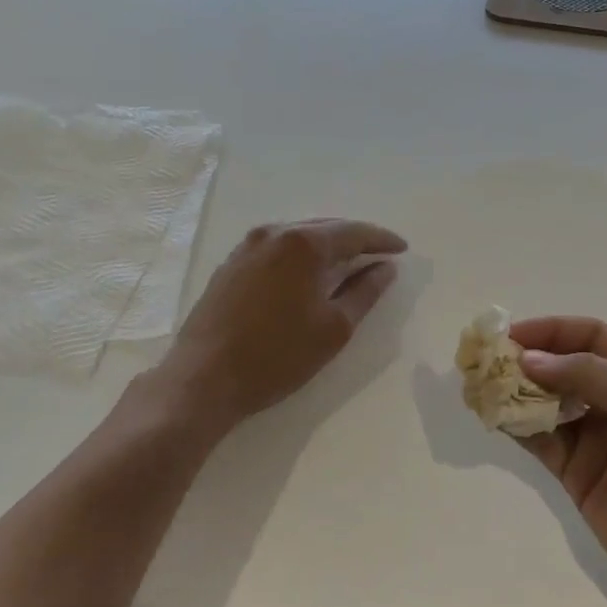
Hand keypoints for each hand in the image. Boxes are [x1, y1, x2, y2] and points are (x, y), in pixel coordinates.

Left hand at [130, 218, 406, 441]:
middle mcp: (274, 233)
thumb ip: (365, 292)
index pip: (354, 232)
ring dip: (326, 246)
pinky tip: (307, 274)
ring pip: (298, 236)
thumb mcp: (334, 328)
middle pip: (325, 227)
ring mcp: (247, 246)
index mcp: (303, 244)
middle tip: (379, 255)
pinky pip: (277, 248)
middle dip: (355, 239)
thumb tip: (385, 268)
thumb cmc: (277, 356)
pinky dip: (300, 256)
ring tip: (348, 264)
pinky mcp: (230, 264)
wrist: (203, 379)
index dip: (382, 240)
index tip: (403, 249)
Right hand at [513, 317, 606, 606]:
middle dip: (529, 359)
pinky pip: (541, 441)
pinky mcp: (577, 474)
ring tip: (482, 385)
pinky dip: (517, 426)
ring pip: (548, 403)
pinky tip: (494, 416)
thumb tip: (530, 359)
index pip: (591, 337)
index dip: (552, 330)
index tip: (512, 335)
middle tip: (488, 360)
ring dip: (517, 392)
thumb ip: (587, 374)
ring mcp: (595, 438)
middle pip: (565, 367)